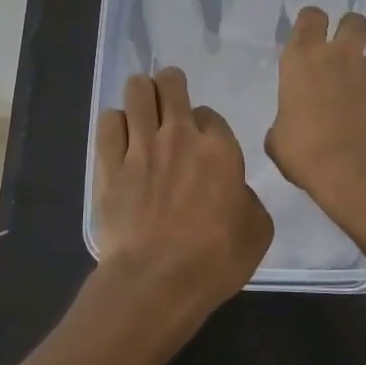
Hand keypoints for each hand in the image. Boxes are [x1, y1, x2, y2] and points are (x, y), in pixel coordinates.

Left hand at [93, 68, 273, 317]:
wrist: (156, 281)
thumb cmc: (215, 260)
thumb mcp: (257, 231)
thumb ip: (247, 198)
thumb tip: (233, 190)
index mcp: (220, 149)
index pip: (210, 114)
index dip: (206, 125)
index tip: (203, 142)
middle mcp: (179, 136)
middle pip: (171, 84)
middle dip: (171, 84)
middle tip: (169, 99)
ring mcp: (140, 146)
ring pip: (137, 91)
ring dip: (141, 93)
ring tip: (142, 108)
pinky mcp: (108, 163)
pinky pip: (108, 121)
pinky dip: (115, 122)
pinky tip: (119, 136)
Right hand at [266, 8, 365, 215]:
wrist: (358, 170)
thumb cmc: (305, 150)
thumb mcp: (278, 139)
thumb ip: (284, 120)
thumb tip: (289, 126)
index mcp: (303, 59)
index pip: (310, 18)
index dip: (311, 22)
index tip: (308, 35)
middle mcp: (339, 57)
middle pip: (353, 21)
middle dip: (348, 29)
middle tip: (339, 50)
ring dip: (362, 69)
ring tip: (353, 95)